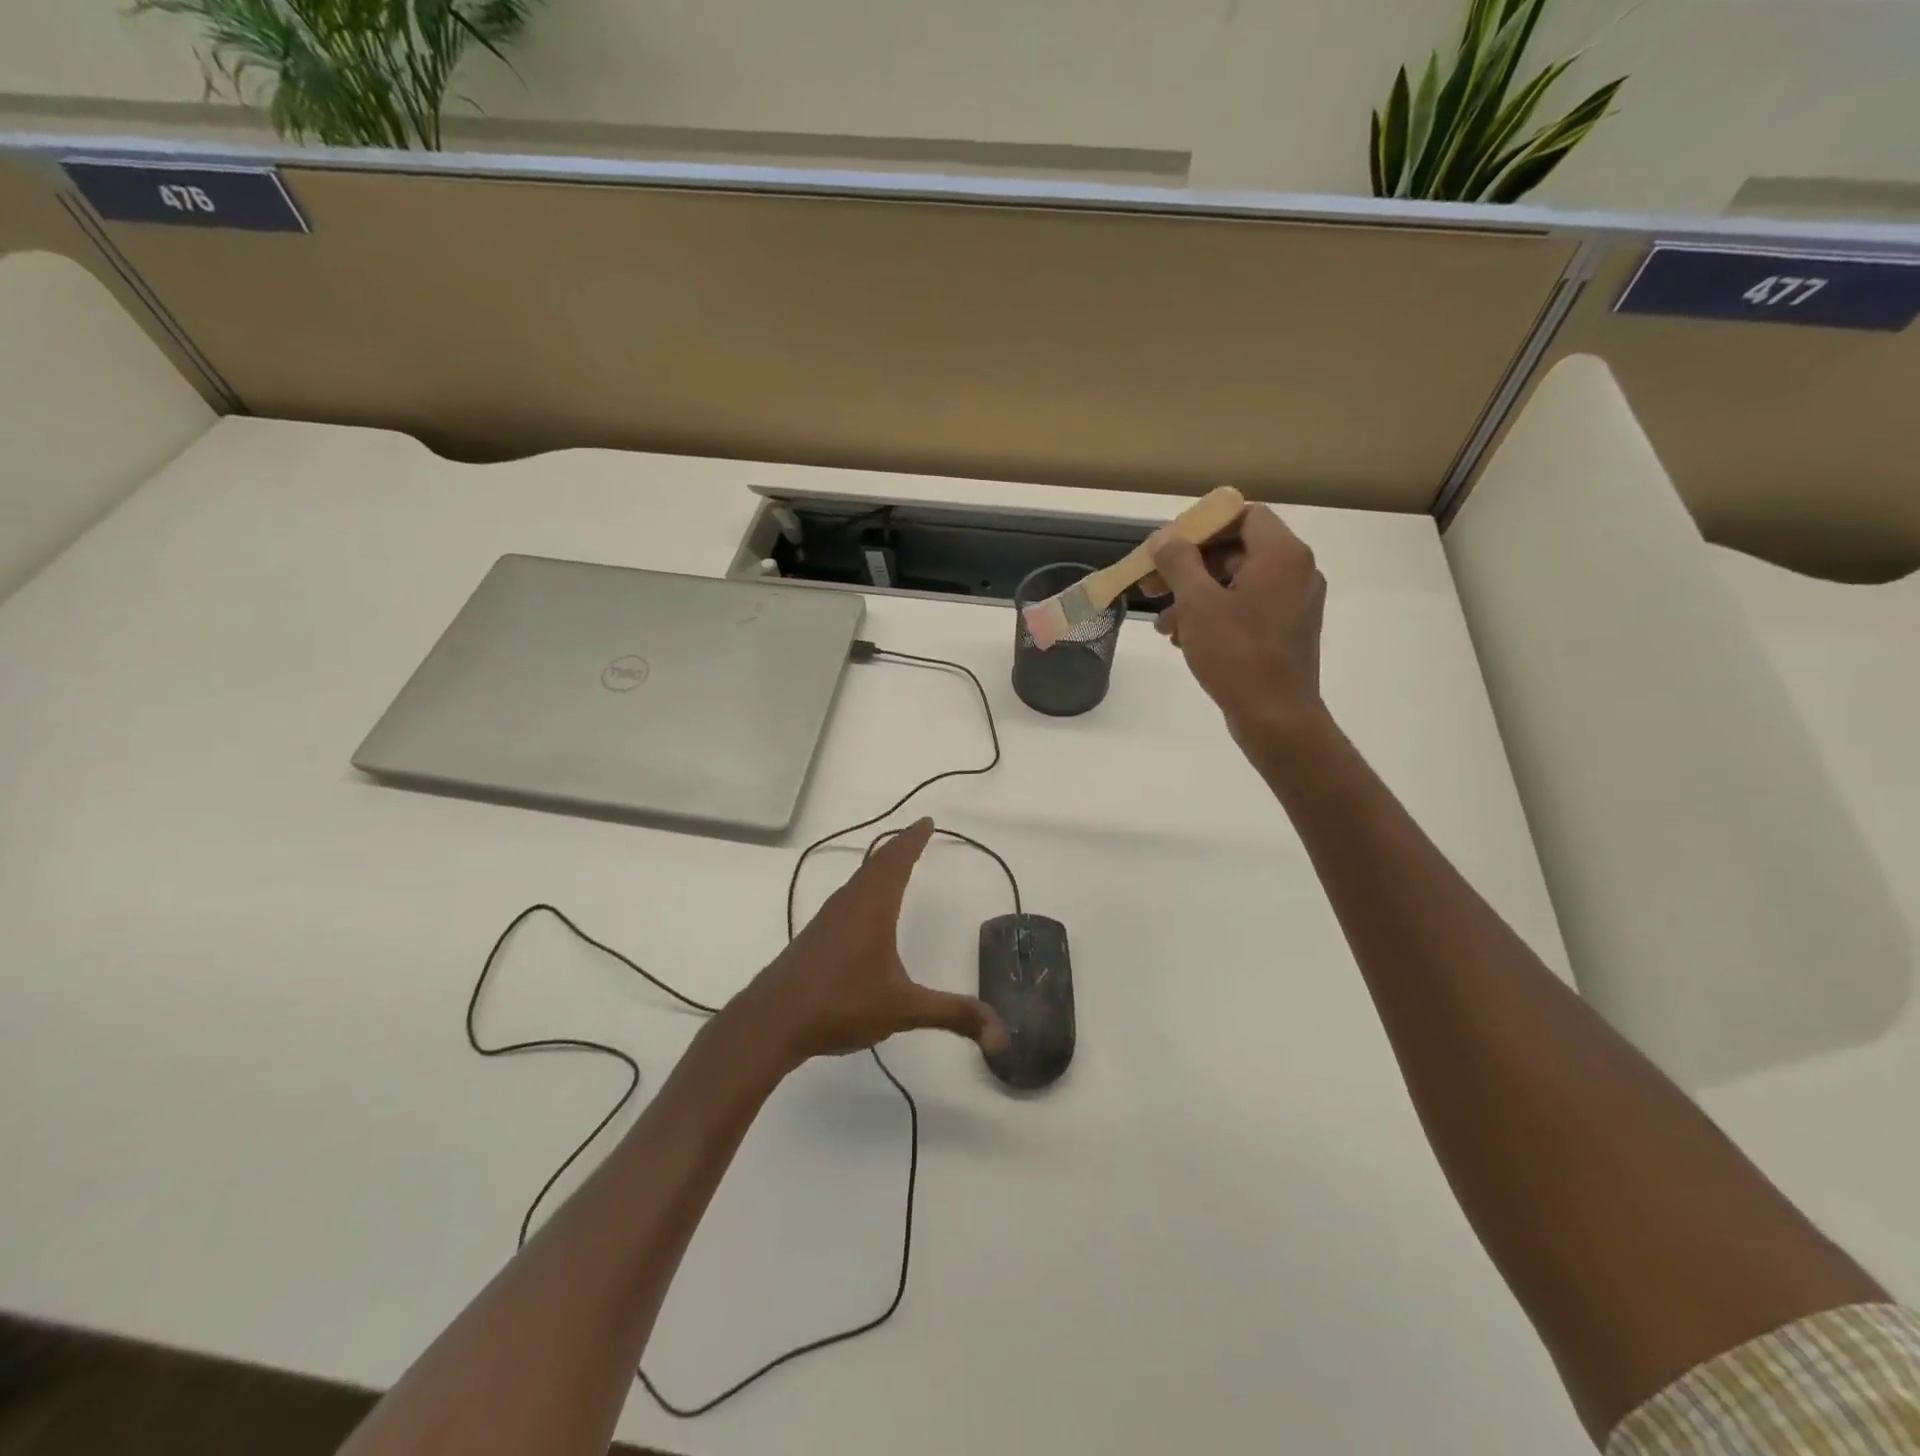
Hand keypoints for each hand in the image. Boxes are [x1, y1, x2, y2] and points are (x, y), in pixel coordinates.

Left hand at [735, 818, 1008, 1067]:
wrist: (772, 1021)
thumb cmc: (840, 1004)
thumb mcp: (903, 1009)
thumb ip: (952, 1015)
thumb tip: (1001, 1034)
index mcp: (872, 907)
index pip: (896, 860)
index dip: (913, 839)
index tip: (926, 821)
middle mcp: (849, 903)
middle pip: (876, 863)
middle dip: (899, 847)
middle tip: (917, 834)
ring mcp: (828, 918)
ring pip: (858, 879)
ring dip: (879, 866)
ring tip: (895, 862)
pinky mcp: (816, 936)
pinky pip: (848, 897)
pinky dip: (865, 886)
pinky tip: (864, 909)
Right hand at [1147, 504, 1326, 741]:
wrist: (1275, 717)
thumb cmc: (1237, 653)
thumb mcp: (1197, 603)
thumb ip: (1179, 563)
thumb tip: (1165, 539)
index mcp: (1281, 555)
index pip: (1243, 515)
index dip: (1203, 526)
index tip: (1169, 546)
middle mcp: (1296, 572)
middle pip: (1236, 550)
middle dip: (1189, 567)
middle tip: (1151, 585)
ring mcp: (1293, 604)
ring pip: (1236, 584)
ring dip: (1195, 597)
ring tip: (1162, 624)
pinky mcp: (1286, 632)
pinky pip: (1246, 609)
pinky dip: (1214, 616)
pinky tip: (1183, 639)